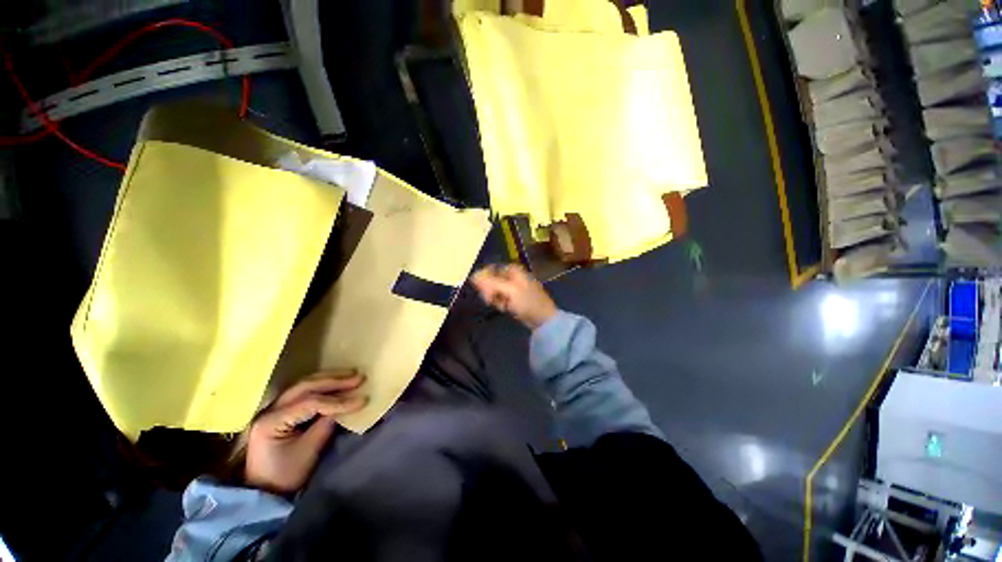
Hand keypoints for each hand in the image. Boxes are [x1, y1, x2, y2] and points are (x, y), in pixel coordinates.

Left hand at [245, 370, 366, 494]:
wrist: (264, 492)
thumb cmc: (286, 475)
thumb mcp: (308, 452)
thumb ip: (326, 425)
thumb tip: (345, 407)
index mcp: (272, 421)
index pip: (310, 402)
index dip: (338, 400)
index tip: (361, 400)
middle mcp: (270, 409)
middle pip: (305, 386)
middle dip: (334, 381)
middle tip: (358, 377)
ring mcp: (273, 408)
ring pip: (303, 385)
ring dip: (329, 379)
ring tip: (351, 376)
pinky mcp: (280, 411)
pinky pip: (302, 392)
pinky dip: (321, 386)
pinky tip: (335, 383)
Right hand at [472, 264, 557, 329]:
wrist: (543, 319)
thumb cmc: (528, 302)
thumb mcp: (510, 291)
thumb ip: (491, 283)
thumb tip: (473, 276)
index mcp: (513, 270)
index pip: (490, 270)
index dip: (484, 279)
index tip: (483, 291)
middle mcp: (512, 276)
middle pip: (491, 280)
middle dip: (490, 291)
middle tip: (491, 301)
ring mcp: (512, 287)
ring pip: (494, 290)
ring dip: (495, 299)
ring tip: (503, 306)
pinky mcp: (512, 297)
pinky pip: (499, 298)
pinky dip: (500, 303)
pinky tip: (505, 309)